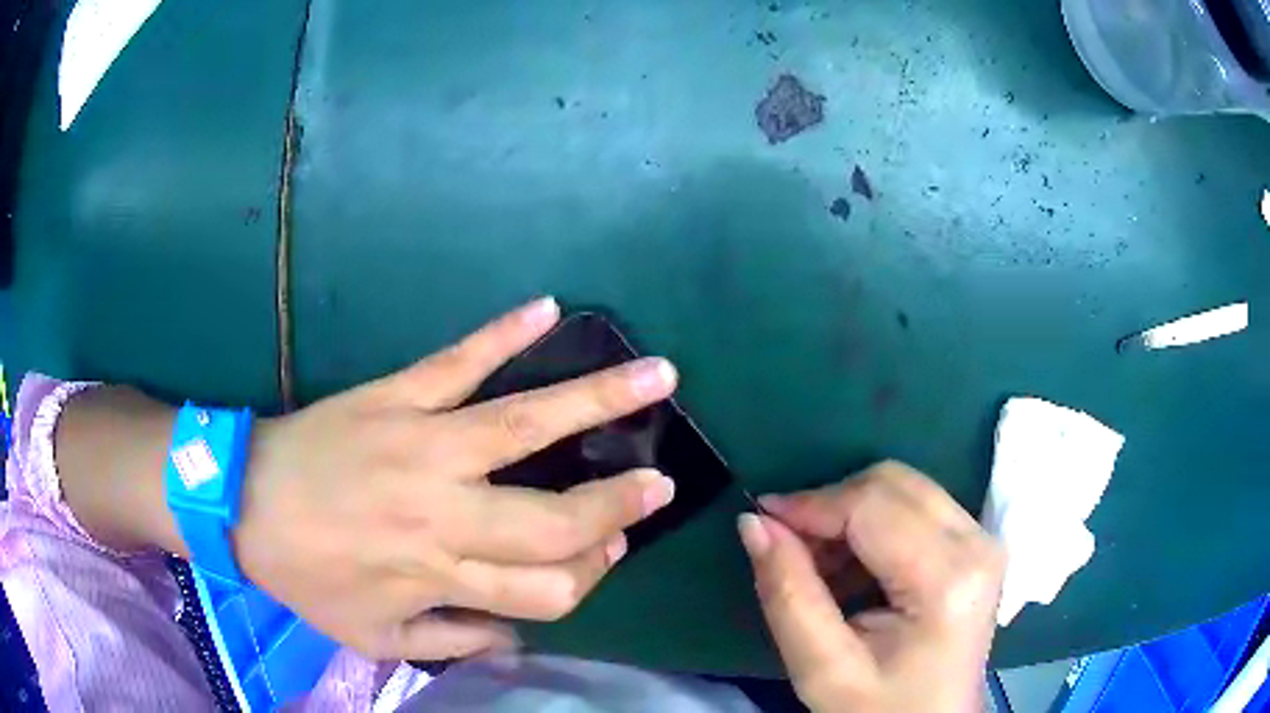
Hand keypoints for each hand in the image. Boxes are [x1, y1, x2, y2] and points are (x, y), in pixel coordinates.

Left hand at [234, 298, 678, 661]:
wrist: (242, 504)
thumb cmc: (306, 576)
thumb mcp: (375, 638)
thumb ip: (452, 643)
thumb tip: (518, 636)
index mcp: (439, 577)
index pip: (547, 588)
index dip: (589, 575)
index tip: (611, 551)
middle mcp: (444, 515)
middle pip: (553, 520)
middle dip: (617, 506)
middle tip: (660, 483)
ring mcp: (422, 444)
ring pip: (525, 424)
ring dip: (599, 399)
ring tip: (658, 376)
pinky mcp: (395, 395)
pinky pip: (457, 361)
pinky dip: (503, 334)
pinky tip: (547, 308)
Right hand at [738, 461, 1003, 712]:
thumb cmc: (880, 709)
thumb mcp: (822, 670)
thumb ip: (788, 595)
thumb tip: (753, 523)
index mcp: (948, 579)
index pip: (873, 506)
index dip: (811, 504)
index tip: (760, 519)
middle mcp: (977, 543)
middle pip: (892, 484)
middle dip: (831, 506)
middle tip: (789, 548)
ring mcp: (983, 539)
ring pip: (904, 488)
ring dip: (850, 515)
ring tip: (819, 567)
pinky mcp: (977, 543)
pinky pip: (917, 506)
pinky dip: (873, 525)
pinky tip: (852, 569)